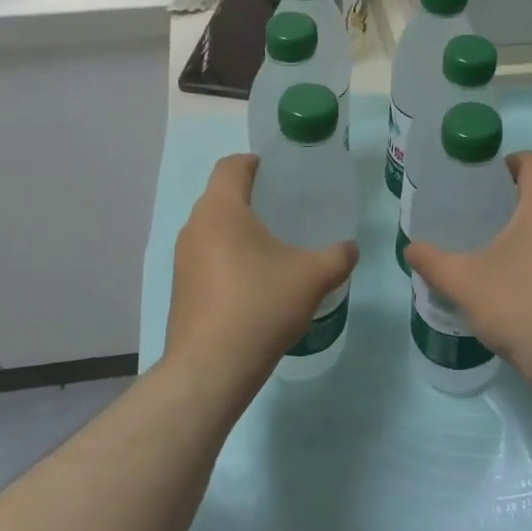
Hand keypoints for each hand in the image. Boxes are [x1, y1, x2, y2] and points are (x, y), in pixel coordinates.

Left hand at [164, 154, 357, 393]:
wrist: (211, 368)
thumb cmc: (260, 306)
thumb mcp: (313, 277)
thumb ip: (338, 256)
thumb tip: (351, 248)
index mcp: (221, 210)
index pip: (231, 166)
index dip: (253, 162)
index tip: (277, 172)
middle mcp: (195, 227)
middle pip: (220, 197)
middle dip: (250, 198)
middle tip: (284, 210)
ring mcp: (182, 259)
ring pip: (212, 229)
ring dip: (238, 231)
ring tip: (272, 247)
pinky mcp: (180, 288)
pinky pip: (206, 258)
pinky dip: (228, 258)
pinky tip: (254, 283)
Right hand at [404, 152, 531, 386]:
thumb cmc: (523, 308)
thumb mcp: (465, 284)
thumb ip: (433, 262)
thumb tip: (411, 248)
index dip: (511, 162)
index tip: (486, 184)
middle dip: (512, 205)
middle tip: (480, 225)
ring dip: (528, 235)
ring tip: (497, 262)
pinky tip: (522, 293)